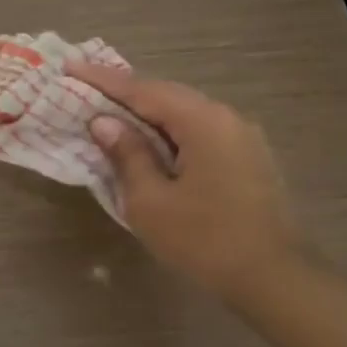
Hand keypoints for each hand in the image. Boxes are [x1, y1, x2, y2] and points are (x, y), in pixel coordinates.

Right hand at [66, 61, 309, 304]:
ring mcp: (242, 137)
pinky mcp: (248, 158)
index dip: (102, 80)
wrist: (275, 279)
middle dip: (124, 93)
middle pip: (166, 96)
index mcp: (202, 120)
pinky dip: (169, 132)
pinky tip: (151, 142)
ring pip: (184, 114)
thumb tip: (104, 123)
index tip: (70, 66)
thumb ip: (127, 155)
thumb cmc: (205, 240)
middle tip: (85, 88)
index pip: (142, 90)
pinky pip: (199, 132)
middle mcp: (226, 117)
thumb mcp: (151, 201)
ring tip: (111, 112)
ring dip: (147, 114)